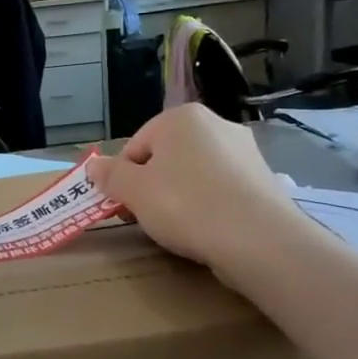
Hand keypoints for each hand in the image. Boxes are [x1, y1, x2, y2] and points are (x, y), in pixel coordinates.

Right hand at [89, 105, 298, 277]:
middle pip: (165, 157)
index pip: (135, 145)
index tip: (123, 205)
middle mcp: (216, 124)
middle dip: (150, 186)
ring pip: (193, 174)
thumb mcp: (133, 191)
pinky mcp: (263, 181)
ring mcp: (245, 152)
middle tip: (145, 218)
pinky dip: (208, 207)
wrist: (260, 241)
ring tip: (177, 229)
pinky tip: (206, 231)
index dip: (123, 177)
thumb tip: (93, 165)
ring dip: (178, 197)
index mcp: (182, 117)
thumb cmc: (186, 205)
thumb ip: (109, 175)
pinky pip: (220, 191)